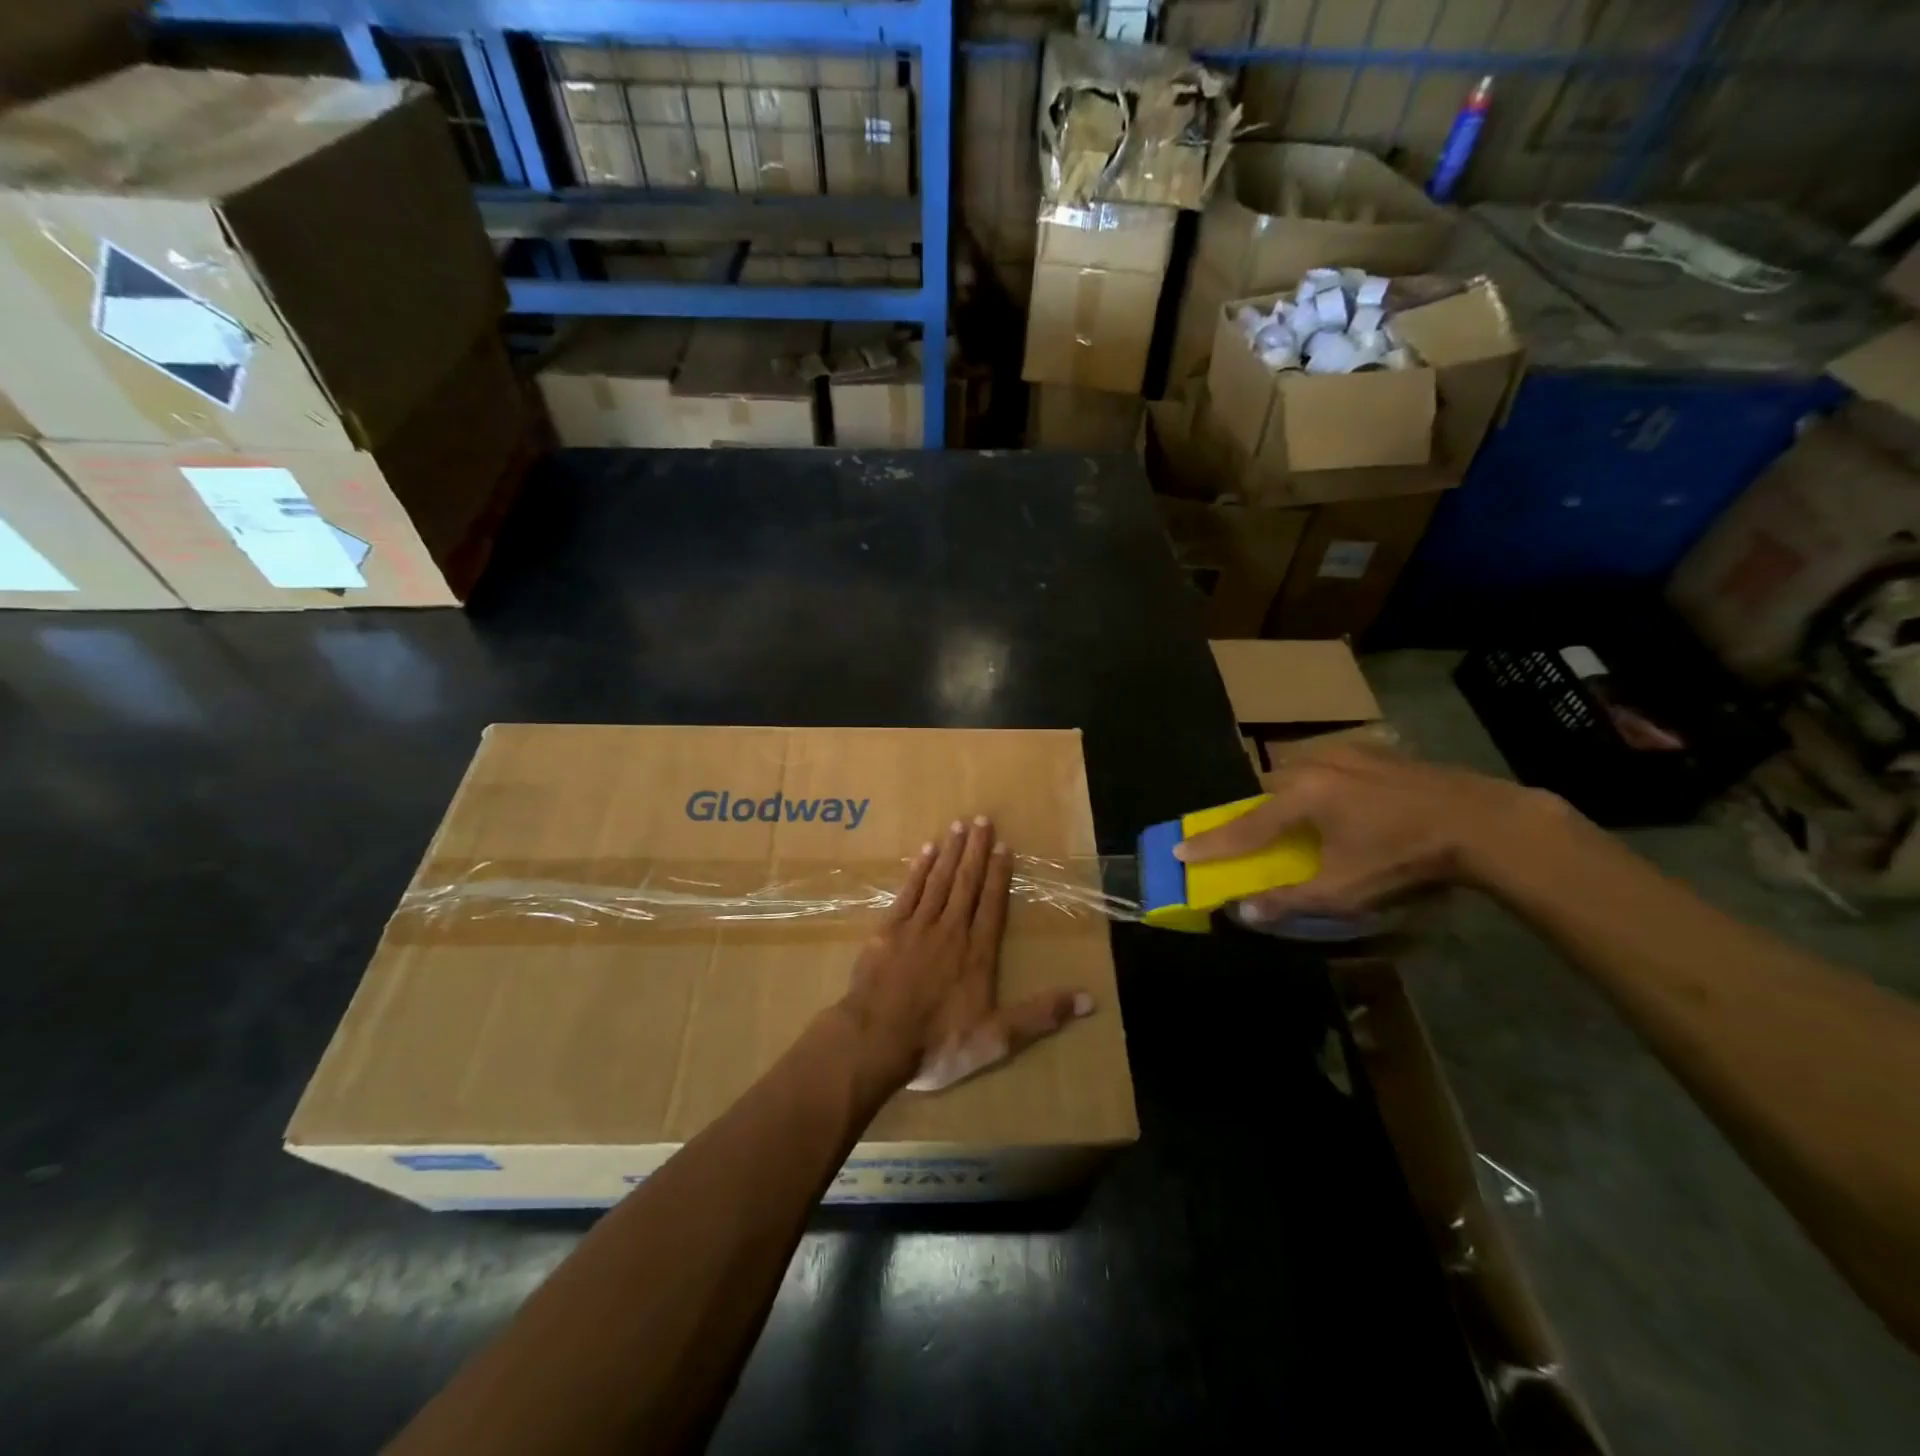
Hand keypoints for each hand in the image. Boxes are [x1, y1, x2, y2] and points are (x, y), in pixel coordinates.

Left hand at [837, 815, 1093, 1094]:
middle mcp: (951, 930)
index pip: (992, 905)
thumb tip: (1090, 1000)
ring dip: (950, 852)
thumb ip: (1041, 1015)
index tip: (1004, 846)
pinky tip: (926, 852)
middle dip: (976, 851)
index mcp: (977, 953)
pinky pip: (908, 892)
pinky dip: (919, 870)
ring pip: (939, 881)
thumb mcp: (997, 1039)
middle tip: (982, 819)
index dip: (999, 875)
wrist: (876, 1041)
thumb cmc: (938, 1043)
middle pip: (967, 884)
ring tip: (959, 825)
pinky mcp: (888, 930)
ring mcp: (917, 927)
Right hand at [1174, 744, 1559, 921]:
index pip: (1242, 826)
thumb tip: (1242, 912)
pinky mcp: (1375, 752)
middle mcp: (1313, 766)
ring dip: (1289, 795)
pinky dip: (1321, 784)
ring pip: (1298, 772)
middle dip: (1255, 812)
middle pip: (1267, 788)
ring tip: (1303, 820)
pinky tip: (1345, 802)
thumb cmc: (1403, 857)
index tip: (1178, 849)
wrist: (1480, 821)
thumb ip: (1288, 900)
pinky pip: (1329, 766)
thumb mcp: (1344, 891)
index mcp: (1300, 797)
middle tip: (1257, 837)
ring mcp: (1346, 753)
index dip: (1209, 843)